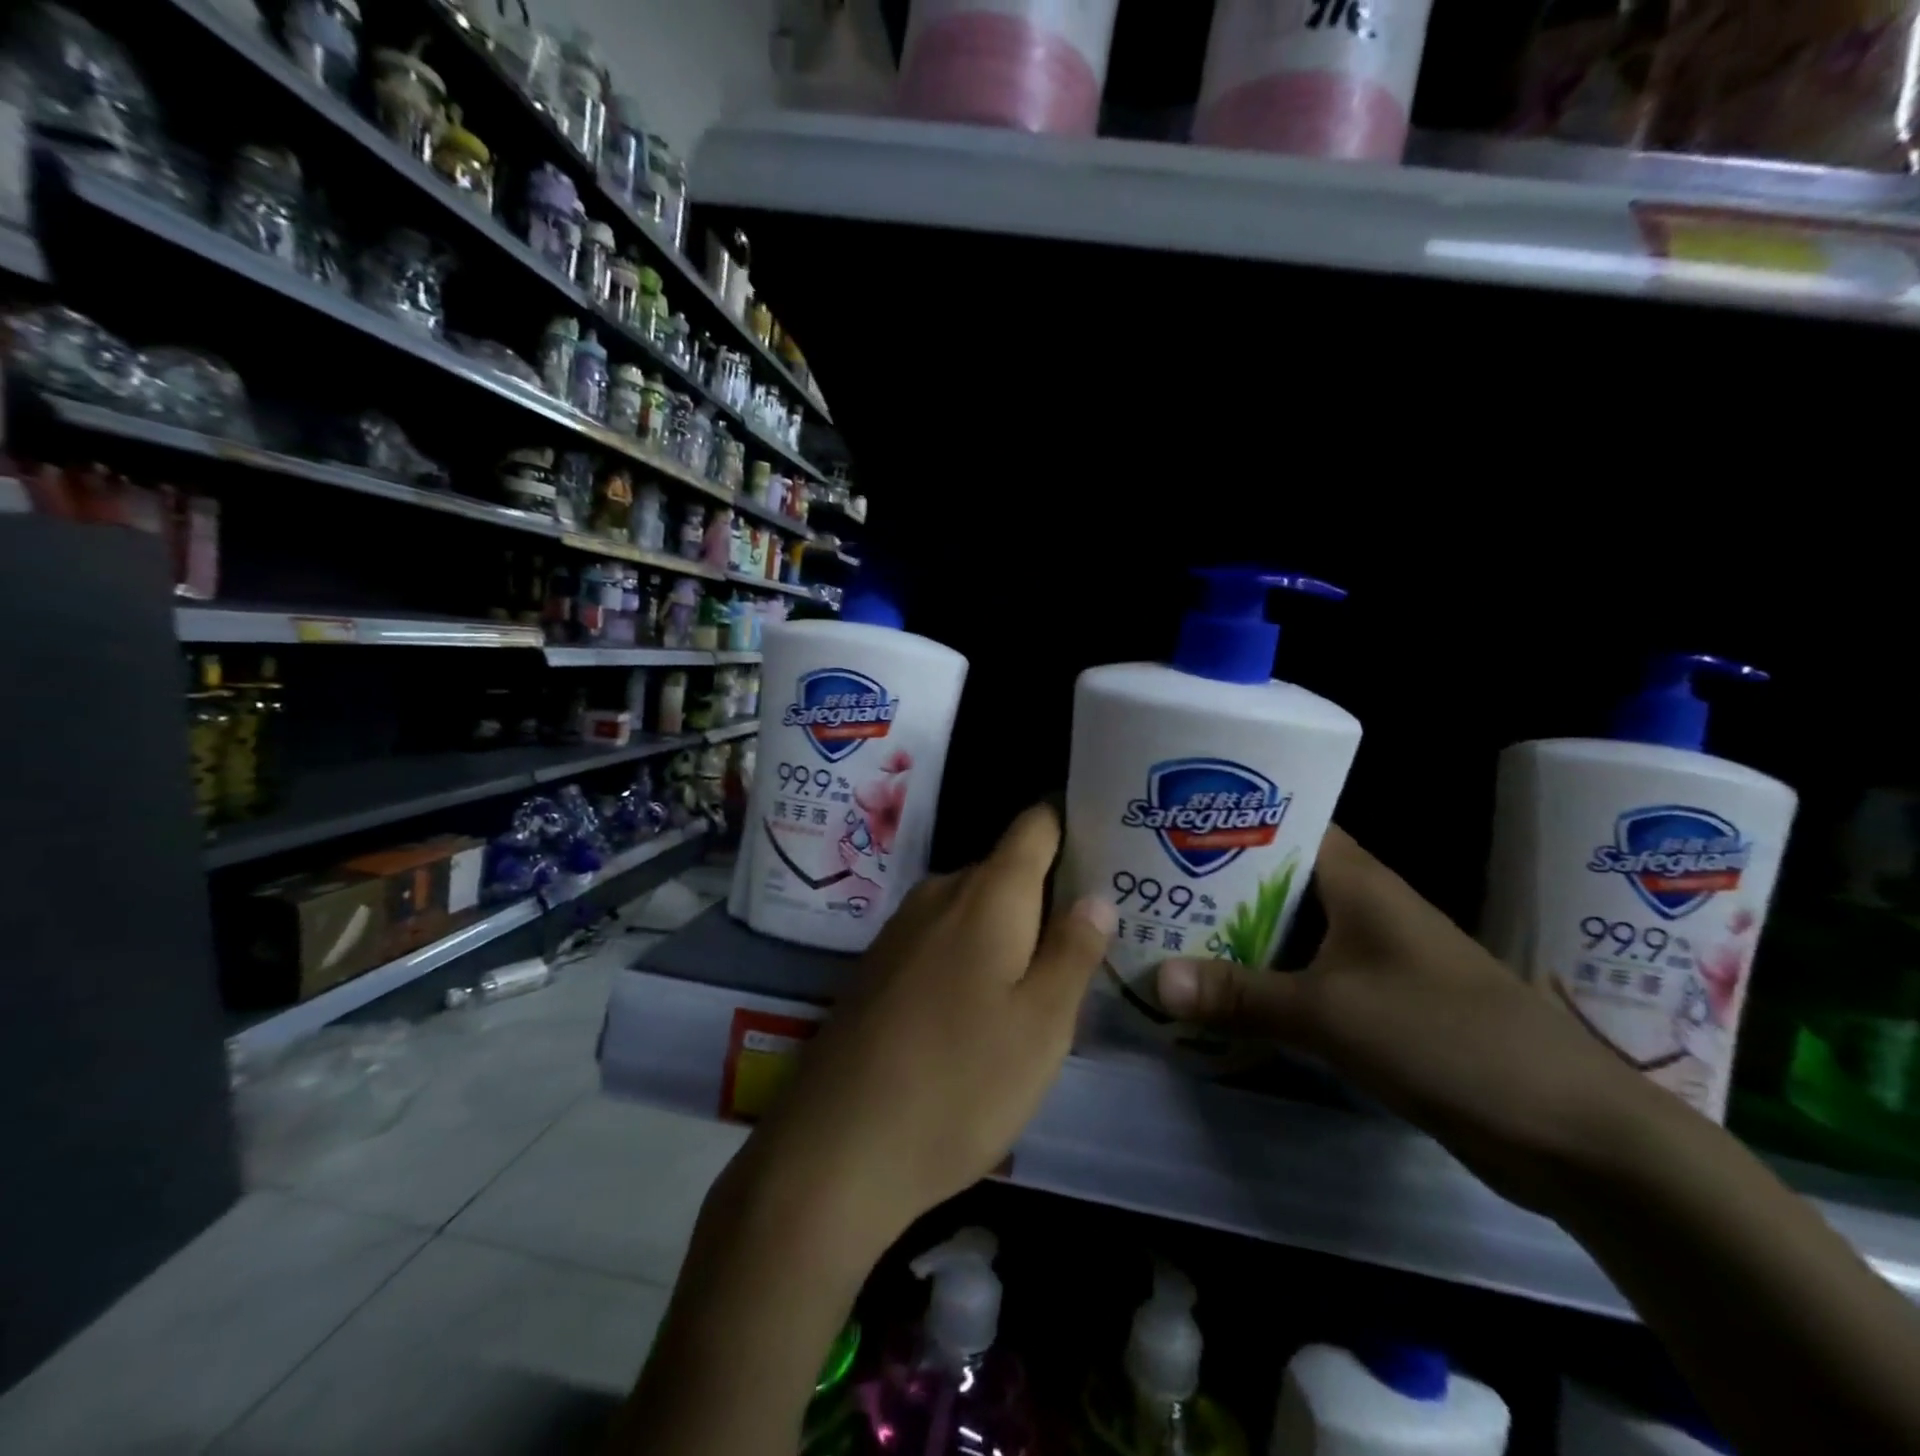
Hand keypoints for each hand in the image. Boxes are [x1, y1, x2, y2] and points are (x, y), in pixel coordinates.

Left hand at [721, 802, 1115, 1269]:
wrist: (835, 1149)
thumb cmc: (959, 1083)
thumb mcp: (1041, 1026)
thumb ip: (1073, 951)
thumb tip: (1097, 895)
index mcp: (987, 893)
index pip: (1036, 825)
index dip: (1073, 824)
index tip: (1111, 848)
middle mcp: (939, 893)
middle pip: (1007, 870)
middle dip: (1050, 896)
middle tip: (1096, 937)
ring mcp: (901, 930)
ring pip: (974, 910)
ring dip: (1011, 933)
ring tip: (1049, 977)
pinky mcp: (879, 967)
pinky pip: (942, 939)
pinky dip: (973, 956)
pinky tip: (983, 1009)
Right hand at [1154, 825, 1667, 1210]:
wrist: (1571, 1131)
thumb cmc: (1448, 1038)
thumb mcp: (1331, 1013)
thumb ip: (1240, 995)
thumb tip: (1154, 980)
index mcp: (1357, 882)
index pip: (1286, 823)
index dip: (1229, 818)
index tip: (1170, 822)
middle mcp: (1362, 908)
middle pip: (1276, 880)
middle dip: (1215, 884)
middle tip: (1149, 884)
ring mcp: (1372, 958)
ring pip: (1287, 932)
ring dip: (1235, 937)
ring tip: (1166, 934)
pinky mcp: (1377, 1005)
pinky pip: (1303, 979)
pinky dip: (1263, 982)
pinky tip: (1218, 995)